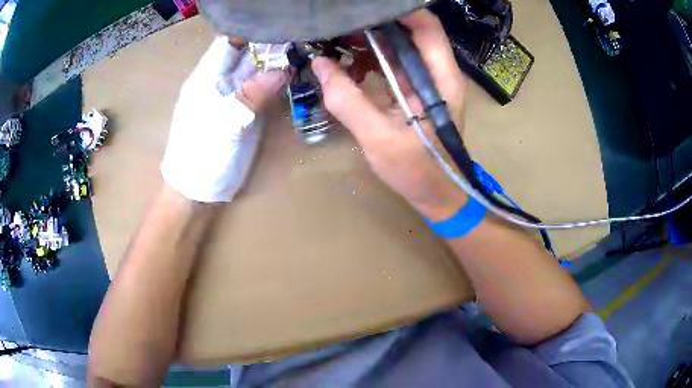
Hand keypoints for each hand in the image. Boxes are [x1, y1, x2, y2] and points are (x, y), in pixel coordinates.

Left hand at [161, 37, 288, 202]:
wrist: (196, 192)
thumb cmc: (200, 156)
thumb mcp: (223, 123)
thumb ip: (251, 94)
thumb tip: (283, 69)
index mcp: (207, 77)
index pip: (229, 42)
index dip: (253, 31)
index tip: (282, 23)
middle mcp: (221, 82)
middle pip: (246, 54)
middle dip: (271, 44)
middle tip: (304, 35)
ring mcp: (234, 97)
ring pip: (257, 71)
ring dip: (278, 62)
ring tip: (306, 50)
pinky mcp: (244, 112)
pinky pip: (262, 90)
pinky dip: (278, 82)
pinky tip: (295, 75)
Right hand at [311, 10, 466, 219]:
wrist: (436, 195)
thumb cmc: (417, 171)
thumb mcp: (379, 138)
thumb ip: (348, 100)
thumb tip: (320, 65)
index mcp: (440, 78)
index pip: (426, 26)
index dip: (398, 11)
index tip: (362, 8)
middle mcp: (436, 72)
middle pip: (408, 31)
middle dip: (373, 24)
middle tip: (338, 24)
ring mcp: (424, 81)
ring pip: (396, 46)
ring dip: (367, 40)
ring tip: (334, 39)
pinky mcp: (412, 91)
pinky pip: (389, 64)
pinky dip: (368, 59)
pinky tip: (345, 64)